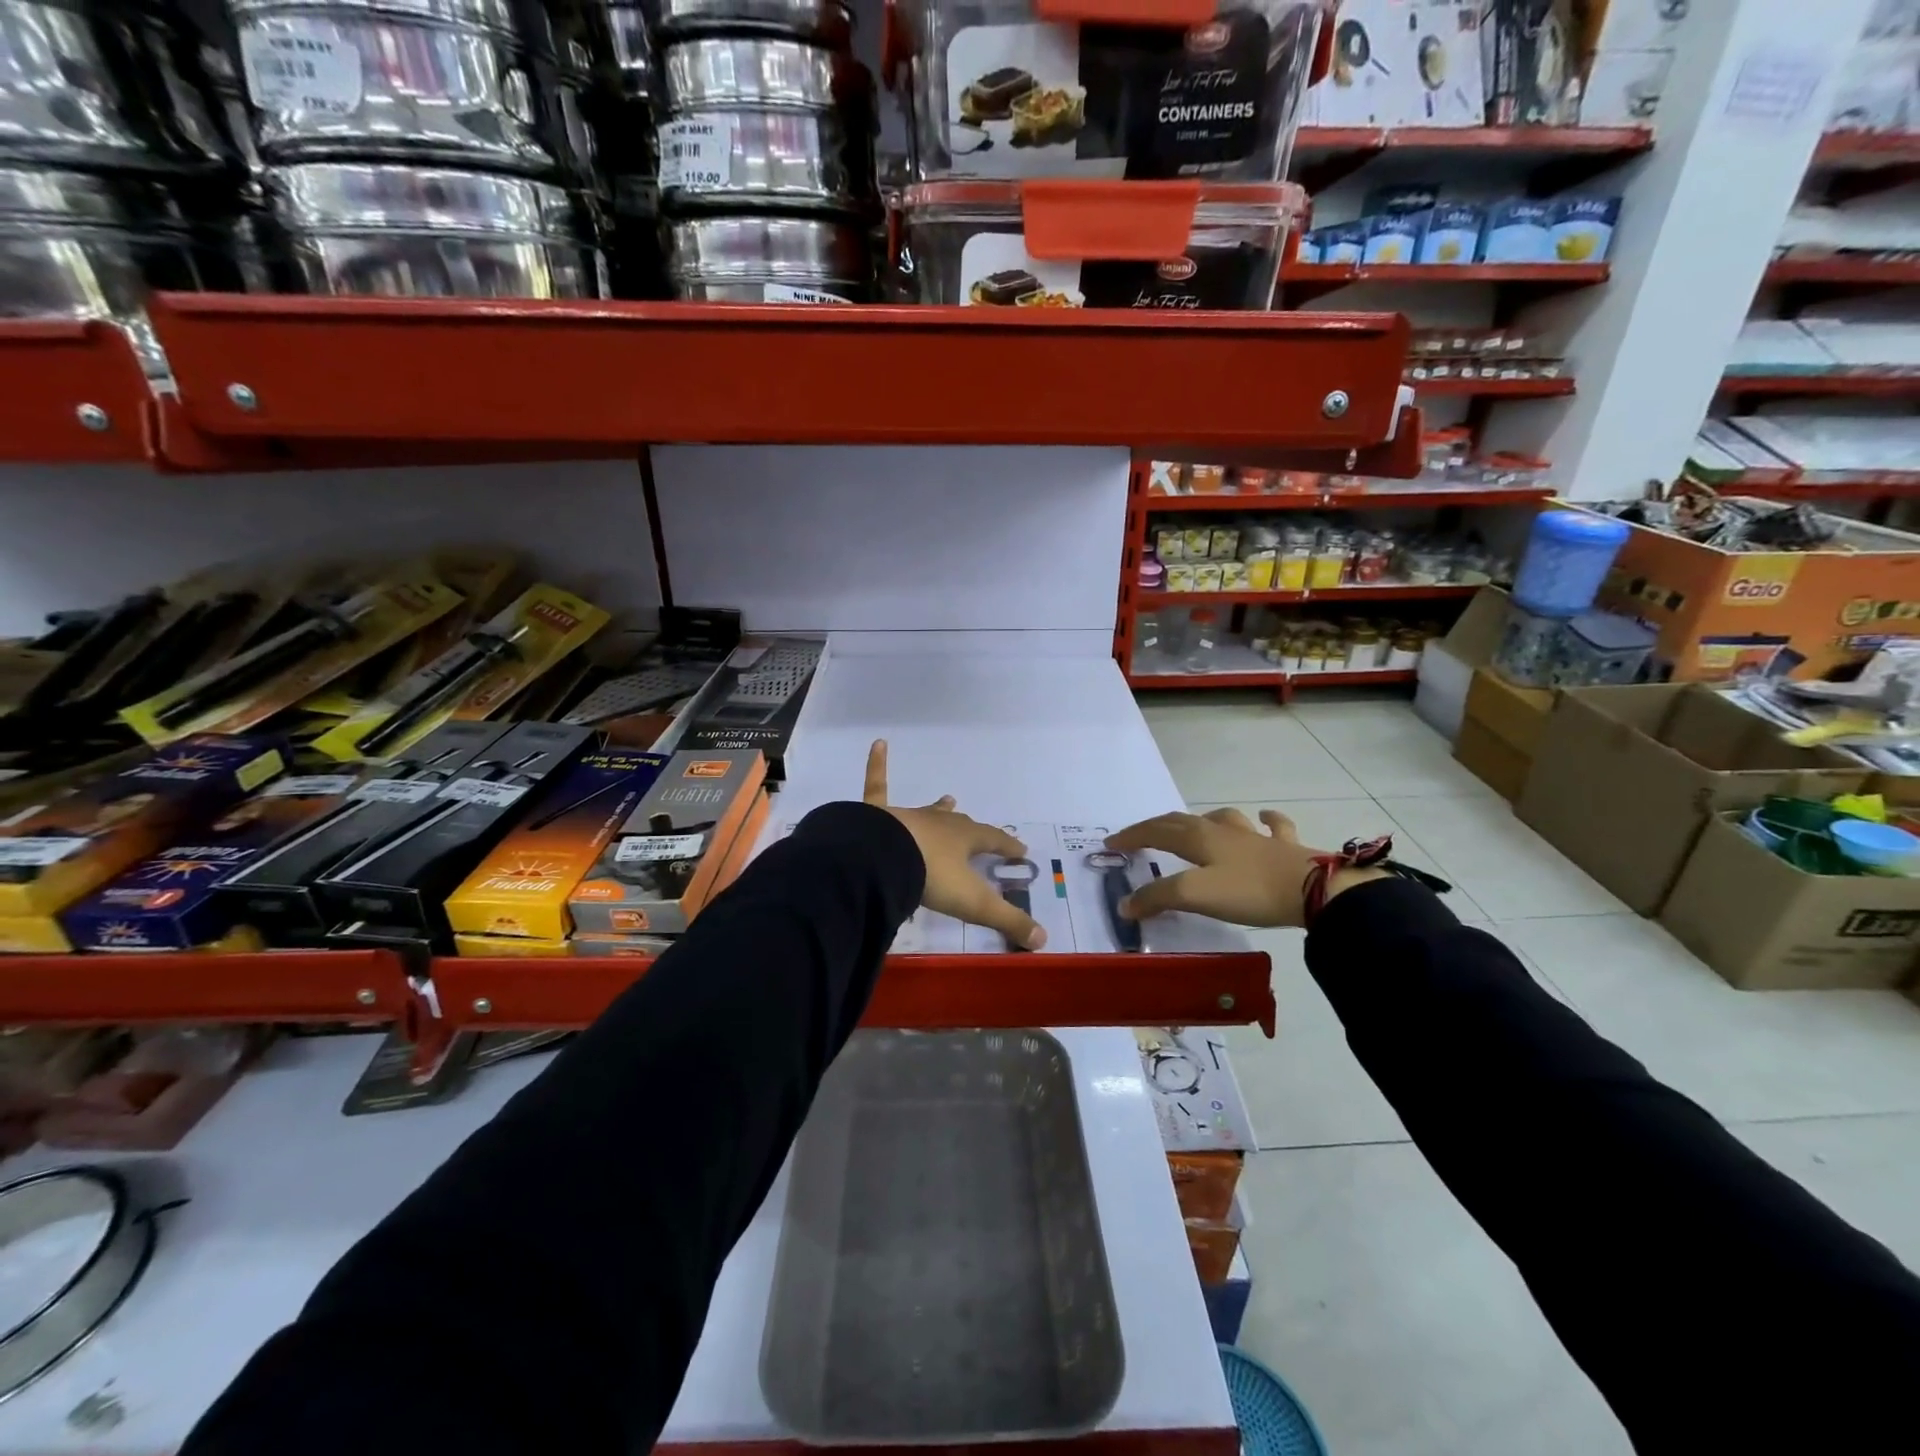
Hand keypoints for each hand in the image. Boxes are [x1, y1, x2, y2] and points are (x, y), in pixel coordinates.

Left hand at [863, 740, 1046, 949]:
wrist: (883, 858)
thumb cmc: (932, 877)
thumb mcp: (974, 904)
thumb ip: (1007, 920)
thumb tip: (1043, 940)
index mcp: (964, 841)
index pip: (993, 842)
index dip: (1007, 847)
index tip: (1021, 851)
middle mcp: (940, 824)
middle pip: (961, 825)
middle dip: (973, 830)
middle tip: (979, 831)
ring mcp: (909, 816)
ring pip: (928, 810)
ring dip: (939, 808)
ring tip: (947, 799)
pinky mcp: (878, 814)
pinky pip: (877, 785)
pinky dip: (877, 765)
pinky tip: (878, 743)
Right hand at [1106, 808, 1387, 928]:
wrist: (1315, 890)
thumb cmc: (1249, 890)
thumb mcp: (1196, 895)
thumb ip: (1158, 897)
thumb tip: (1125, 904)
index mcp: (1198, 838)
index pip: (1155, 831)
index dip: (1131, 836)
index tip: (1110, 845)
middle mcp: (1223, 831)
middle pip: (1182, 822)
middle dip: (1156, 827)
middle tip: (1139, 835)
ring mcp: (1256, 836)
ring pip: (1223, 819)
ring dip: (1204, 820)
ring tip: (1196, 825)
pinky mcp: (1285, 848)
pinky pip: (1274, 826)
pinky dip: (1267, 820)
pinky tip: (1265, 818)